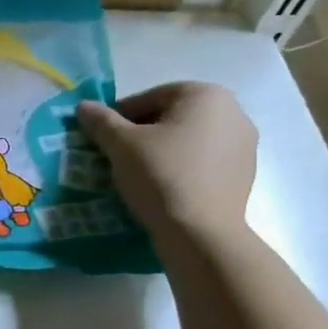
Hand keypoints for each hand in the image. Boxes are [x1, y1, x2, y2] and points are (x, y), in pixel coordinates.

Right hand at [76, 83, 257, 244]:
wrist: (200, 233)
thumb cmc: (160, 176)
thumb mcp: (121, 145)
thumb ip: (101, 121)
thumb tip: (83, 106)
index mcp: (206, 95)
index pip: (151, 97)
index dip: (121, 117)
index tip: (103, 138)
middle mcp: (233, 112)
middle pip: (173, 117)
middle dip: (143, 133)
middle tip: (118, 156)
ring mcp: (244, 145)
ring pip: (189, 141)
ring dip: (163, 151)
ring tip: (138, 175)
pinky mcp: (244, 175)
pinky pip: (204, 163)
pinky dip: (182, 169)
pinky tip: (163, 189)